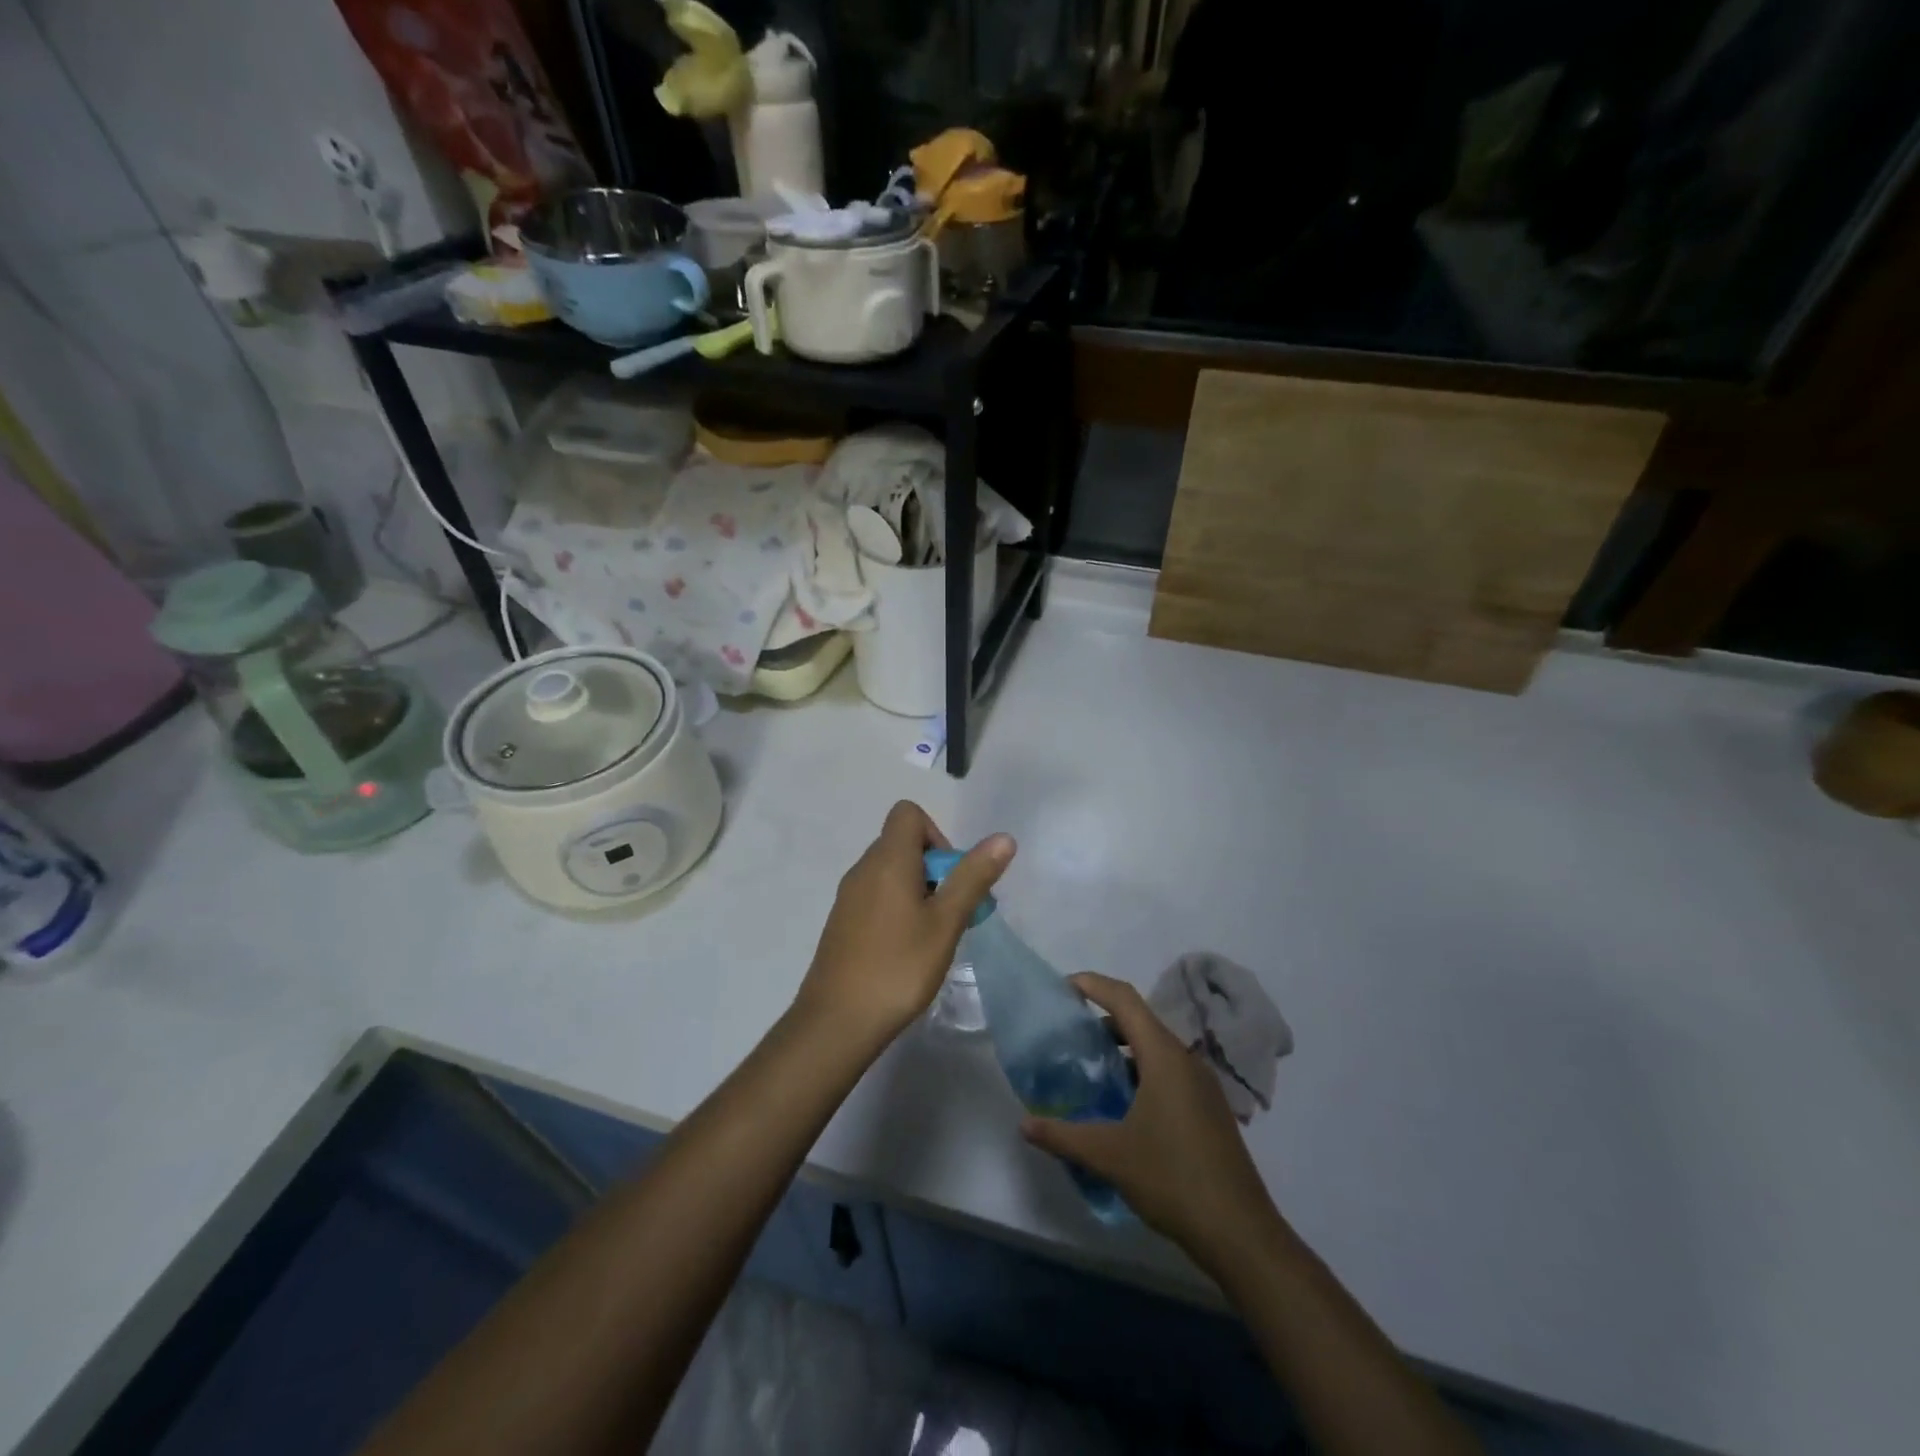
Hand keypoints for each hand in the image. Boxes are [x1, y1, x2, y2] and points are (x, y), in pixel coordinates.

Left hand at [793, 801, 1013, 1052]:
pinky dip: (899, 908)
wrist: (837, 1022)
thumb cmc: (898, 967)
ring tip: (935, 935)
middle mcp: (863, 869)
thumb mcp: (946, 922)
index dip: (937, 835)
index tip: (950, 877)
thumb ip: (973, 877)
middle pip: (902, 843)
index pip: (908, 813)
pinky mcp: (843, 922)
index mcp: (887, 860)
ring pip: (891, 873)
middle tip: (952, 912)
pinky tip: (908, 950)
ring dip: (919, 891)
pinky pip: (877, 896)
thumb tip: (1003, 838)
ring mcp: (848, 896)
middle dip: (935, 868)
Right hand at [1022, 974, 1279, 1266]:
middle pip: (1140, 1021)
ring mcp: (1202, 1085)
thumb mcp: (1109, 1156)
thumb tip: (1024, 1124)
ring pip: (1155, 1049)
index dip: (1093, 985)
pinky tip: (1121, 1106)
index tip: (1063, 986)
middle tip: (1068, 1034)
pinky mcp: (1208, 1109)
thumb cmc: (1172, 1179)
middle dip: (1102, 1020)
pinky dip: (1140, 1072)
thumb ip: (1063, 1135)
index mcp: (1165, 1056)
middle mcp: (1186, 1060)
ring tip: (1089, 1070)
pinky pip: (1168, 1073)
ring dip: (1122, 1050)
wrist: (1240, 1233)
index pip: (1125, 999)